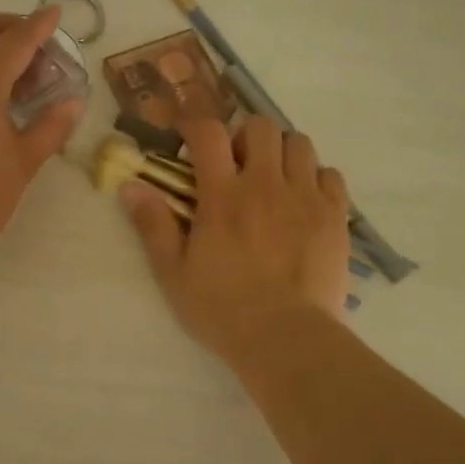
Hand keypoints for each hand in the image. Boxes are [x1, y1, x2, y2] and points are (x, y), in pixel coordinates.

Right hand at [121, 116, 350, 359]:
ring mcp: (306, 197)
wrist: (286, 338)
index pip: (209, 133)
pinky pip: (330, 174)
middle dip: (243, 136)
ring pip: (299, 143)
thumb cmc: (221, 308)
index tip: (189, 137)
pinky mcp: (335, 216)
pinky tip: (303, 199)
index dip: (196, 125)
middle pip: (260, 127)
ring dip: (280, 152)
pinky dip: (315, 176)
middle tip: (236, 163)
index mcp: (223, 196)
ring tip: (272, 177)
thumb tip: (130, 186)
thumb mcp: (173, 272)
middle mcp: (266, 184)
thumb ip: (152, 225)